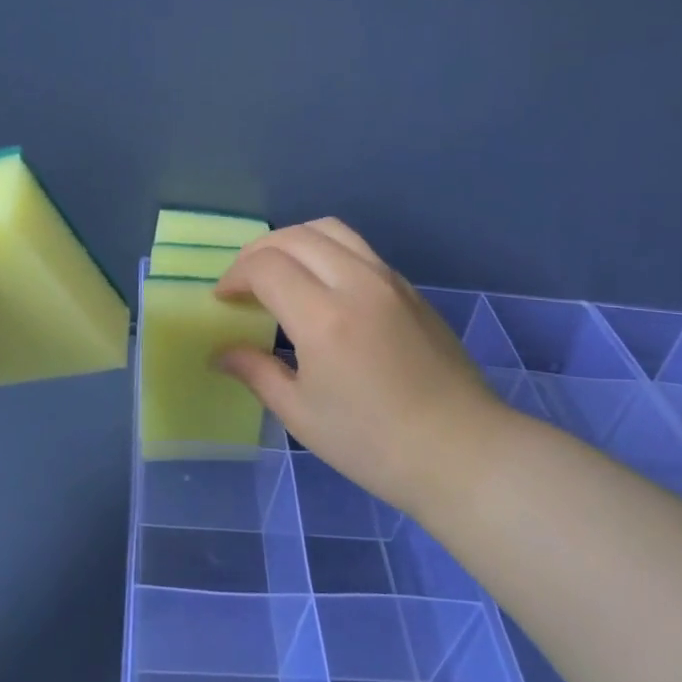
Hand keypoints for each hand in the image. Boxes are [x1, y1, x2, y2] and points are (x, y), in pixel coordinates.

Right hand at [215, 219, 513, 517]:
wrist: (461, 451)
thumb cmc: (373, 444)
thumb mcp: (302, 415)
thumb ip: (256, 372)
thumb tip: (221, 353)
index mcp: (324, 318)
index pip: (265, 267)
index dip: (235, 277)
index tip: (223, 300)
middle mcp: (356, 283)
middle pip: (295, 236)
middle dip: (257, 252)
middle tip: (242, 284)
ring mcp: (389, 280)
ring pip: (330, 230)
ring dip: (293, 241)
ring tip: (278, 272)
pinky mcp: (409, 288)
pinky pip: (358, 248)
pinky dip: (326, 251)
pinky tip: (320, 287)